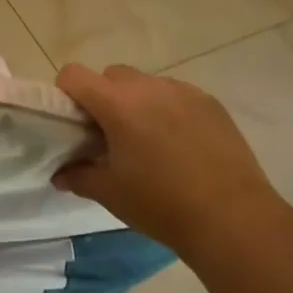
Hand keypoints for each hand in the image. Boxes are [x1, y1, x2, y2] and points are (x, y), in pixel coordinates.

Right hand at [53, 63, 289, 257]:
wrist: (232, 218)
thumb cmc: (161, 204)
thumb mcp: (111, 194)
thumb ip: (79, 176)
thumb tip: (60, 174)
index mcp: (117, 104)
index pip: (74, 75)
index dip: (66, 93)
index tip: (73, 122)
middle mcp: (149, 87)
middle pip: (111, 75)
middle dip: (103, 97)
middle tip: (109, 136)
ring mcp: (183, 91)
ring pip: (146, 83)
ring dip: (137, 102)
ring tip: (149, 142)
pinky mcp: (210, 103)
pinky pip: (176, 94)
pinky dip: (167, 110)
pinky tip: (180, 146)